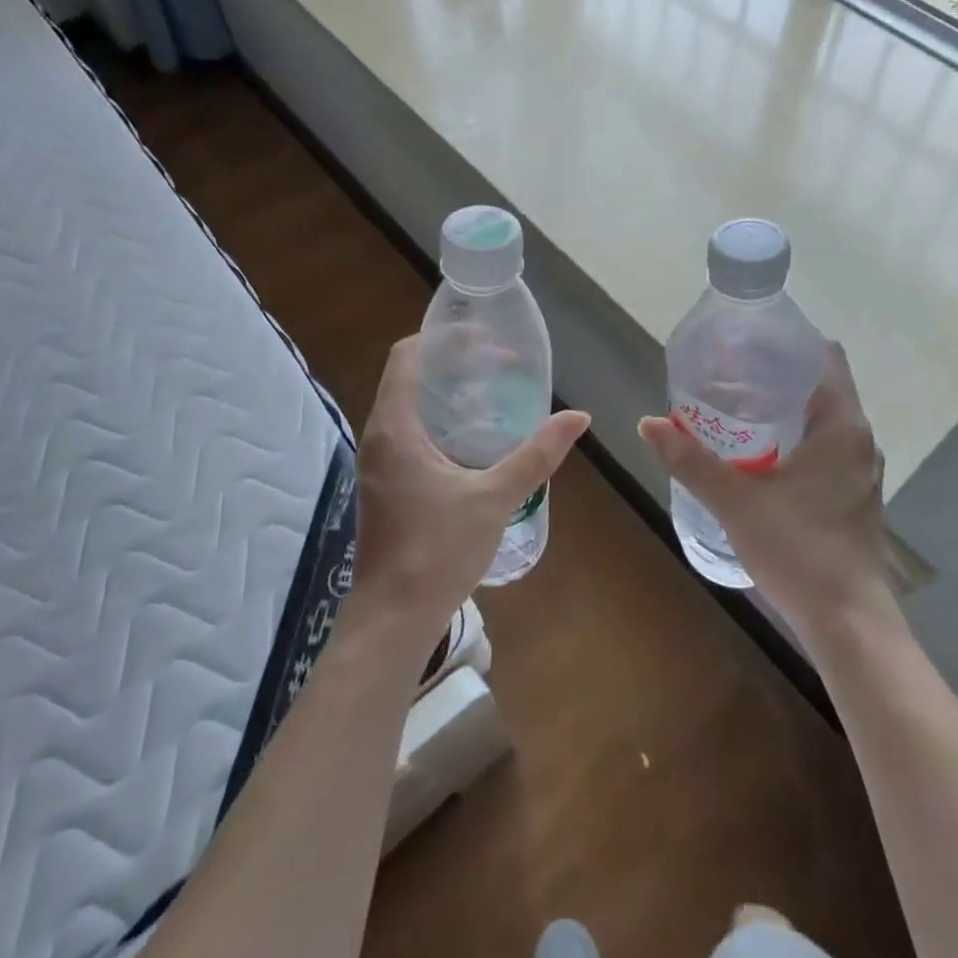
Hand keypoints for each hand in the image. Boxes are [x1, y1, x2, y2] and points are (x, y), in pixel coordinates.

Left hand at [350, 336, 590, 652]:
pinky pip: (411, 435)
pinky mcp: (386, 485)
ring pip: (411, 409)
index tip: (485, 340)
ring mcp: (379, 463)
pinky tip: (477, 443)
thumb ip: (537, 455)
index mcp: (394, 427)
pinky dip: (442, 425)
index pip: (407, 356)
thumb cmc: (438, 551)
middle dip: (456, 367)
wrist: (394, 618)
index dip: (443, 339)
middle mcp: (379, 436)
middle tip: (502, 368)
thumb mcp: (495, 497)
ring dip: (450, 398)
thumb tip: (579, 417)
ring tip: (496, 398)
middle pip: (411, 378)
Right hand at [638, 343, 900, 644]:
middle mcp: (857, 440)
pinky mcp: (850, 496)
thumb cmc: (799, 549)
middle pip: (818, 387)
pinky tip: (754, 456)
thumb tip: (648, 423)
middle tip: (724, 377)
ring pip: (819, 422)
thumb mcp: (736, 501)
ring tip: (732, 411)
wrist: (846, 621)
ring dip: (781, 412)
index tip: (745, 344)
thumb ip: (691, 460)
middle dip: (772, 378)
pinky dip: (790, 440)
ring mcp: (857, 471)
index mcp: (841, 426)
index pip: (824, 358)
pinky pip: (821, 449)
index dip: (787, 344)